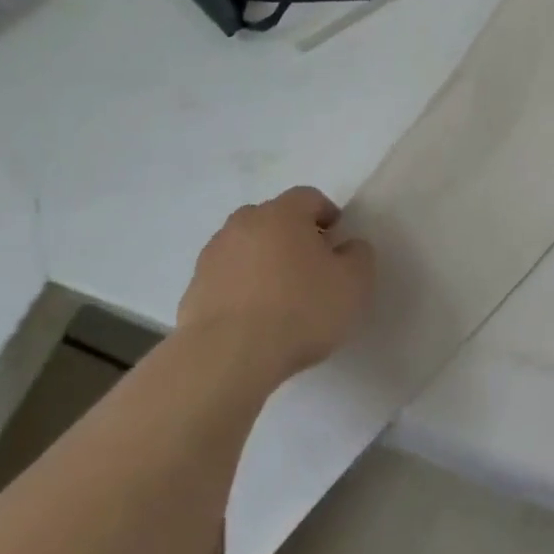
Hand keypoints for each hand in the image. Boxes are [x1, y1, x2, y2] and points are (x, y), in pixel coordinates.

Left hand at [176, 187, 375, 386]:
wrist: (228, 356)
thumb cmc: (300, 311)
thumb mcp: (354, 284)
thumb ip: (359, 256)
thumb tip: (348, 246)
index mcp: (282, 214)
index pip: (309, 197)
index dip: (327, 215)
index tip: (337, 242)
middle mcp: (243, 224)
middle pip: (273, 218)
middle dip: (293, 236)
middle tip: (311, 267)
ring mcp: (213, 256)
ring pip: (246, 247)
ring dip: (264, 261)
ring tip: (280, 297)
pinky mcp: (194, 289)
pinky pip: (226, 278)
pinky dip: (242, 288)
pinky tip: (255, 319)